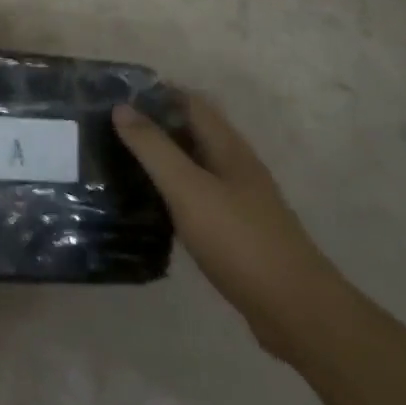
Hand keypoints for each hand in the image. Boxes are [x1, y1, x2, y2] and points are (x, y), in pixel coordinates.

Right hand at [113, 95, 345, 359]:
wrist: (296, 311)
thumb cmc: (239, 241)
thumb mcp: (188, 189)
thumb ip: (154, 148)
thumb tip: (121, 107)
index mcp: (228, 148)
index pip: (190, 102)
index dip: (156, 93)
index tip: (116, 96)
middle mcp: (236, 167)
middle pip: (193, 131)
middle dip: (155, 124)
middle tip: (109, 130)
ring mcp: (240, 201)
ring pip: (195, 165)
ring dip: (163, 158)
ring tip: (120, 163)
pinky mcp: (237, 231)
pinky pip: (198, 197)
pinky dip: (173, 191)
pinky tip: (150, 206)